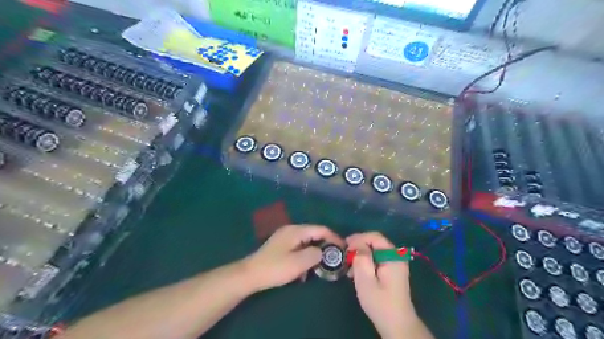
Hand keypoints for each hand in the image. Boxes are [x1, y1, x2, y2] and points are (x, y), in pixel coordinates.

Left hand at [243, 226, 343, 290]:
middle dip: (324, 246)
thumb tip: (323, 252)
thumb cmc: (275, 268)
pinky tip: (302, 271)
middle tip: (333, 258)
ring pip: (306, 242)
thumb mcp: (299, 263)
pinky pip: (298, 248)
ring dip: (313, 253)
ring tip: (318, 267)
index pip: (321, 229)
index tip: (344, 248)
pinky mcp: (281, 246)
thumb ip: (315, 254)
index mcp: (296, 231)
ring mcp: (285, 237)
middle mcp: (291, 230)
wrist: (250, 274)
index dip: (334, 238)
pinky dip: (304, 257)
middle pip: (314, 234)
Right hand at [348, 233, 417, 338]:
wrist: (397, 324)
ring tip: (349, 267)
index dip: (359, 238)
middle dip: (358, 246)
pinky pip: (376, 258)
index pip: (375, 237)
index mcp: (393, 256)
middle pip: (375, 242)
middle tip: (345, 256)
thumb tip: (357, 245)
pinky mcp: (391, 270)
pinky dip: (366, 261)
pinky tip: (357, 272)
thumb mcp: (366, 281)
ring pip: (374, 250)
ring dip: (361, 255)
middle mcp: (396, 256)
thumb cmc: (380, 303)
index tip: (345, 246)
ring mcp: (395, 263)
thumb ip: (361, 259)